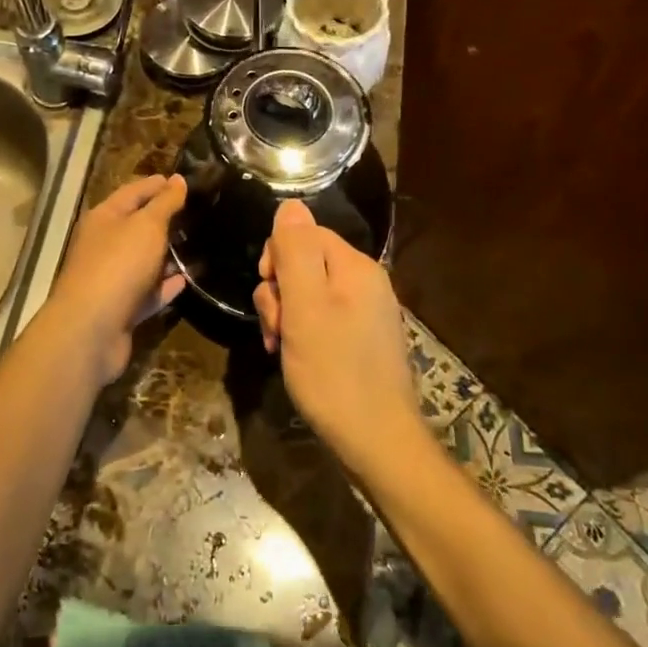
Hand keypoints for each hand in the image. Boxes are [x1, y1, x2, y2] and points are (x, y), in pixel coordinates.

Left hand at [42, 175, 186, 385]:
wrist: (91, 329)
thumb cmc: (118, 265)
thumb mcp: (147, 226)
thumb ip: (165, 203)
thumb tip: (178, 179)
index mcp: (104, 218)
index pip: (133, 192)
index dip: (157, 185)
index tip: (183, 181)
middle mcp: (104, 245)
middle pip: (136, 226)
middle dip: (164, 219)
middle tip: (198, 212)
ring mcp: (111, 278)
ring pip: (143, 260)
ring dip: (167, 254)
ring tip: (198, 244)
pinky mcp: (121, 308)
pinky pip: (148, 291)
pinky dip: (166, 285)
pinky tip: (188, 279)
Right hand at [254, 199, 418, 468]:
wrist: (377, 442)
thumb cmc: (334, 372)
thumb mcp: (304, 307)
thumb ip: (295, 252)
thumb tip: (290, 204)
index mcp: (356, 266)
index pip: (304, 233)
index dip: (277, 257)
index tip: (270, 291)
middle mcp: (366, 282)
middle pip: (304, 263)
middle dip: (279, 291)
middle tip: (277, 327)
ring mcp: (366, 312)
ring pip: (309, 293)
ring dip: (286, 315)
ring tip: (282, 347)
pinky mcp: (362, 339)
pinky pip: (322, 318)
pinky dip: (302, 333)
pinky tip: (294, 357)